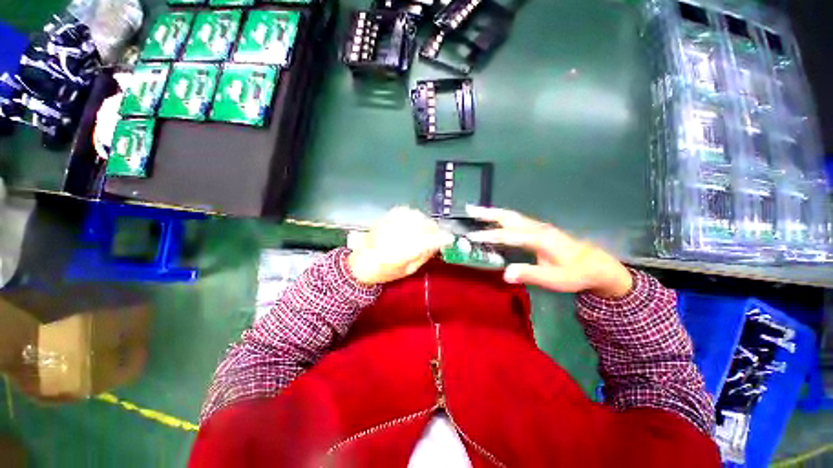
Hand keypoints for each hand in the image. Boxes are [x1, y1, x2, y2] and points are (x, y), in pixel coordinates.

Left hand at [347, 207, 453, 284]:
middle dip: (435, 229)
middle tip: (437, 235)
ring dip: (425, 222)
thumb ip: (424, 256)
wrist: (359, 264)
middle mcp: (398, 234)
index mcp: (404, 251)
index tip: (449, 239)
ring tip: (425, 229)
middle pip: (424, 225)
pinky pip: (405, 211)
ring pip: (416, 216)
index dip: (443, 238)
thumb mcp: (408, 270)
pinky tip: (413, 221)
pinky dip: (413, 215)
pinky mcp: (385, 218)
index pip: (430, 240)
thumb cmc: (384, 272)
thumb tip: (437, 244)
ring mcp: (391, 224)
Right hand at [466, 206, 632, 298]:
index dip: (489, 235)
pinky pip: (514, 219)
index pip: (508, 235)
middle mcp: (536, 228)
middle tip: (469, 209)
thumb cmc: (574, 273)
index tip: (471, 236)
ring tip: (474, 210)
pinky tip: (492, 219)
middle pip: (508, 217)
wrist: (595, 264)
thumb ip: (530, 274)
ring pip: (510, 215)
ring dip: (492, 212)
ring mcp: (536, 226)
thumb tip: (505, 274)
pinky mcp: (536, 229)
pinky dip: (499, 216)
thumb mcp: (554, 279)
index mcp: (539, 238)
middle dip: (487, 213)